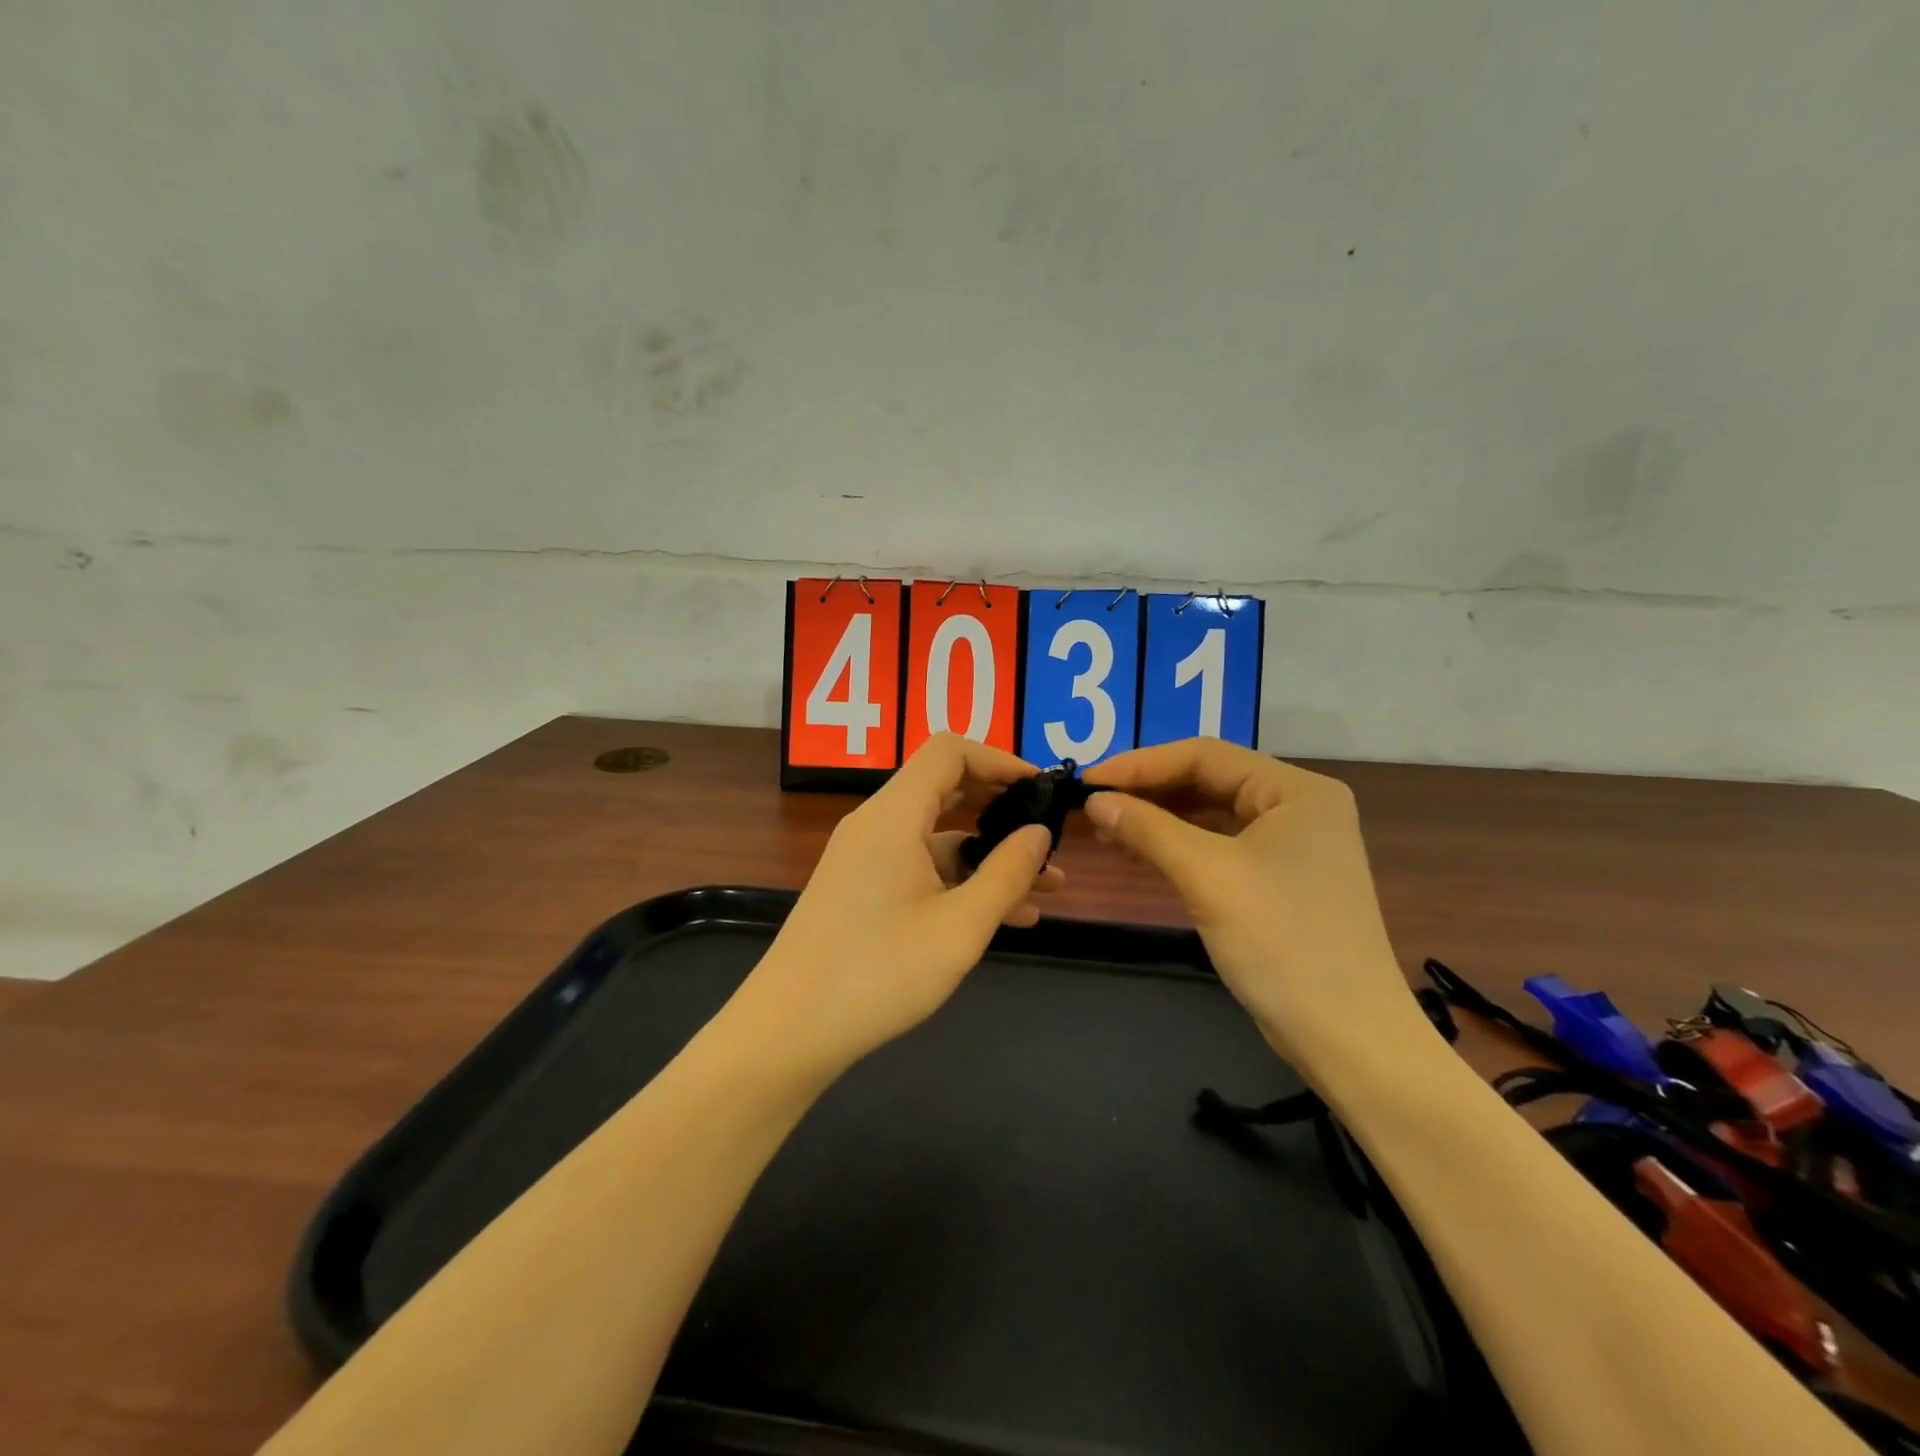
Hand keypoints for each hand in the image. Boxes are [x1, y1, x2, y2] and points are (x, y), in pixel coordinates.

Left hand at [737, 734, 1061, 1077]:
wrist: (788, 1031)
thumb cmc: (878, 974)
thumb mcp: (960, 927)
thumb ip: (1007, 874)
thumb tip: (1039, 832)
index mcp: (894, 816)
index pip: (949, 751)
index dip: (999, 759)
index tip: (1041, 789)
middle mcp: (875, 824)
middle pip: (945, 788)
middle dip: (1001, 808)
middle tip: (1047, 834)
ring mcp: (864, 857)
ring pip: (937, 835)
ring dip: (988, 854)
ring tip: (1046, 887)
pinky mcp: (859, 887)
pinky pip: (919, 865)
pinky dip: (959, 879)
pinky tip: (1002, 915)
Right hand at [1081, 738, 1419, 1067]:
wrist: (1346, 1037)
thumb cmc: (1282, 942)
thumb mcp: (1208, 876)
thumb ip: (1148, 829)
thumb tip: (1094, 800)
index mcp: (1296, 790)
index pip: (1205, 755)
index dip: (1141, 764)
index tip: (1087, 780)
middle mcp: (1297, 806)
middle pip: (1208, 781)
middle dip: (1147, 791)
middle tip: (1091, 804)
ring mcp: (1290, 844)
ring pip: (1210, 814)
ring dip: (1157, 819)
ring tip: (1105, 828)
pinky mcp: (1278, 879)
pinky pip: (1218, 845)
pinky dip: (1177, 846)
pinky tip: (1138, 852)